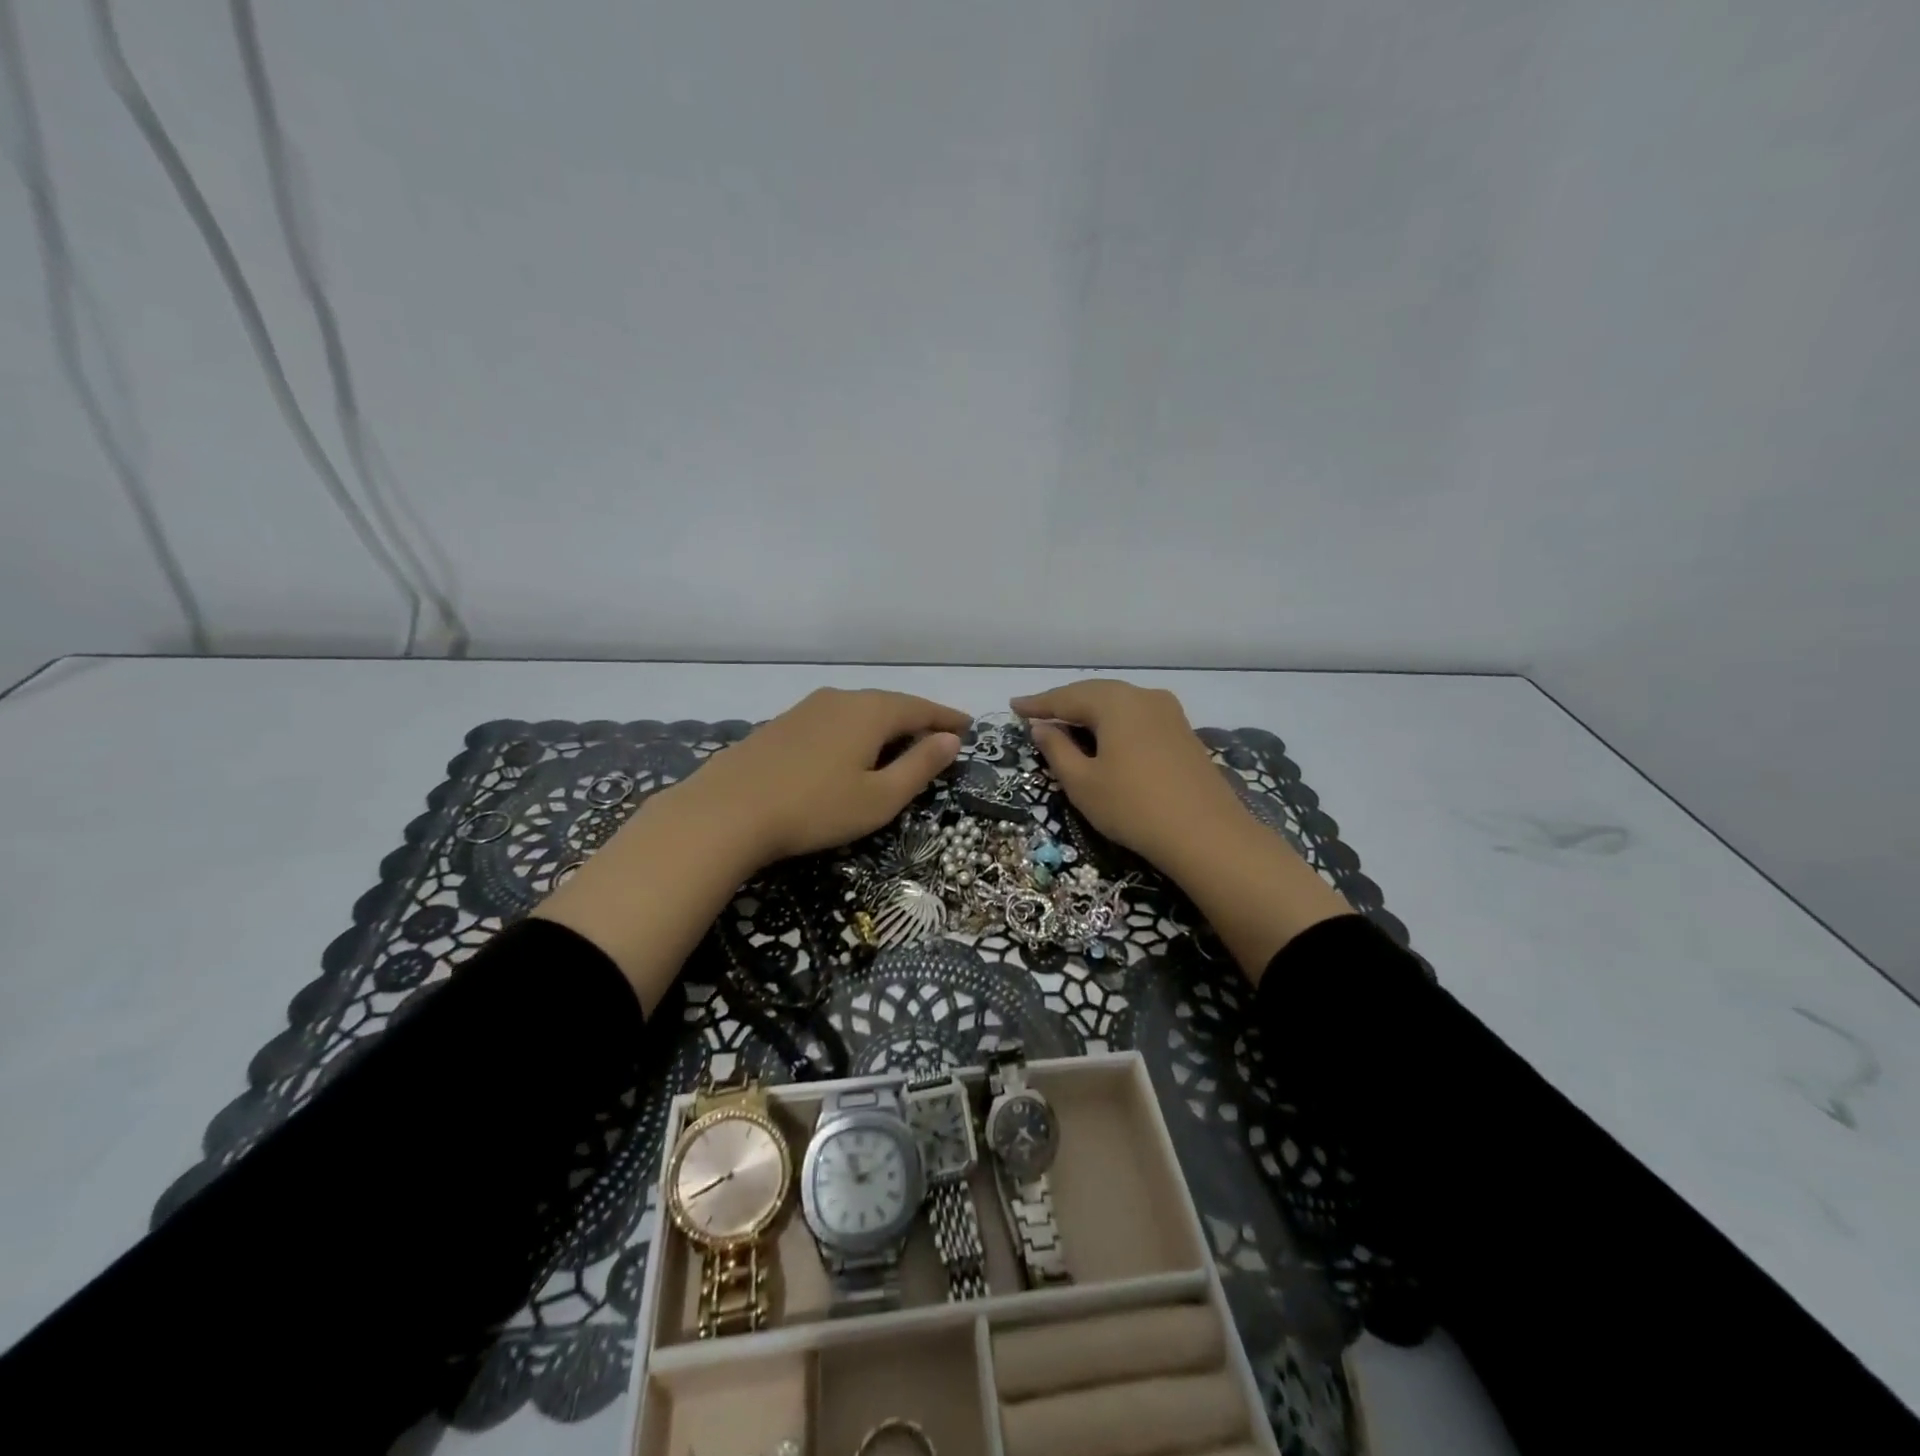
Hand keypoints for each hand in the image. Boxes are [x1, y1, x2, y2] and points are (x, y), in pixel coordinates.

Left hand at [683, 687, 968, 869]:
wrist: (726, 811)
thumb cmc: (815, 808)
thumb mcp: (879, 798)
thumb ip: (919, 767)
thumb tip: (950, 741)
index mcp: (871, 712)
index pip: (920, 708)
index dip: (946, 718)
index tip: (968, 727)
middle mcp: (840, 699)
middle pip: (890, 705)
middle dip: (917, 720)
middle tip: (939, 737)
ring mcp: (806, 709)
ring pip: (859, 711)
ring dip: (885, 725)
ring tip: (900, 743)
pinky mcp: (782, 725)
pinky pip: (833, 721)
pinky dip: (855, 732)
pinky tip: (851, 750)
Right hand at [1012, 679, 1350, 980]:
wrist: (1207, 834)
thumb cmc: (1133, 806)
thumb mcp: (1083, 782)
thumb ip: (1057, 750)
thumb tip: (1043, 727)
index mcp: (1115, 702)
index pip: (1066, 697)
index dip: (1037, 704)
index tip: (1013, 707)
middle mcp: (1143, 696)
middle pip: (1094, 693)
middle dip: (1064, 703)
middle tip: (1037, 714)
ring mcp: (1169, 713)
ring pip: (1119, 704)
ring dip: (1090, 712)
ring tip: (1067, 724)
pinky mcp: (1183, 733)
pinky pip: (1137, 717)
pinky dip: (1114, 723)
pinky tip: (1105, 737)